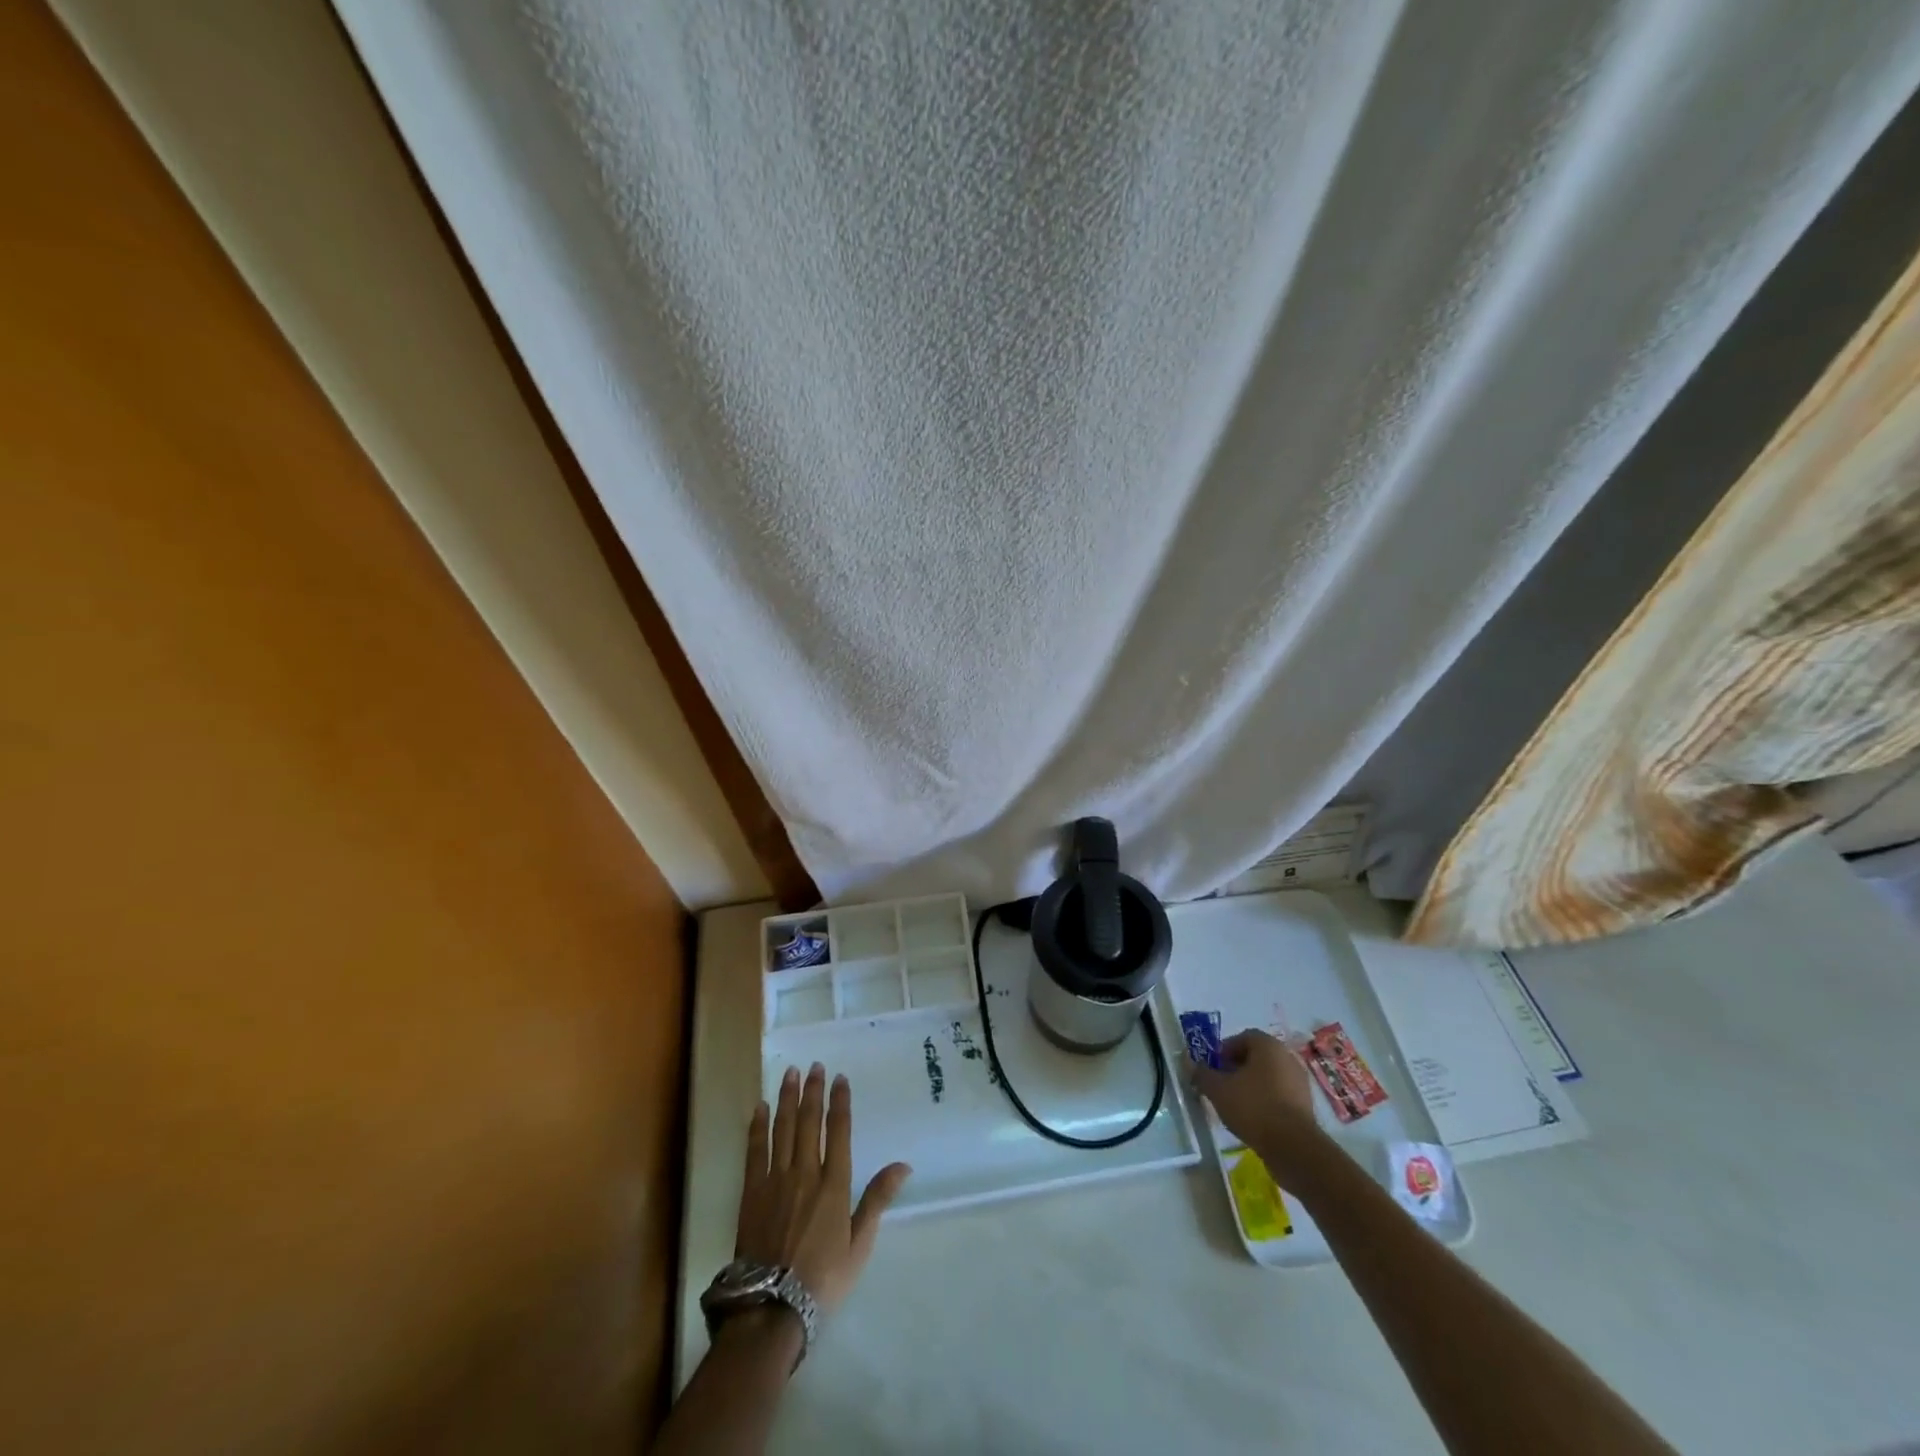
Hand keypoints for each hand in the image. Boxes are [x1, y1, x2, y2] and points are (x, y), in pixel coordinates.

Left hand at [736, 1062, 911, 1315]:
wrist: (771, 1307)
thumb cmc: (822, 1278)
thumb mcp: (859, 1244)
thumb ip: (877, 1200)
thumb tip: (903, 1165)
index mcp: (834, 1183)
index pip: (838, 1131)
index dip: (839, 1102)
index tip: (840, 1078)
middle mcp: (805, 1172)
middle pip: (808, 1121)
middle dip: (812, 1090)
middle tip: (814, 1065)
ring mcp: (775, 1180)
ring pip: (782, 1128)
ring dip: (786, 1098)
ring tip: (789, 1073)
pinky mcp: (751, 1192)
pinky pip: (754, 1150)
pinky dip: (757, 1126)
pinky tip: (759, 1107)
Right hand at [1192, 1029, 1326, 1178]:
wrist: (1294, 1148)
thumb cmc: (1253, 1107)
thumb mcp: (1218, 1090)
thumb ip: (1201, 1073)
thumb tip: (1188, 1063)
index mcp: (1268, 1045)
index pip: (1242, 1037)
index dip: (1224, 1050)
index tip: (1213, 1068)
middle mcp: (1287, 1058)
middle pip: (1256, 1057)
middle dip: (1236, 1068)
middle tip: (1221, 1085)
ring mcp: (1300, 1083)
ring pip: (1268, 1077)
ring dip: (1250, 1086)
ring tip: (1235, 1104)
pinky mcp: (1306, 1106)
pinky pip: (1279, 1095)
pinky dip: (1265, 1101)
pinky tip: (1253, 1118)